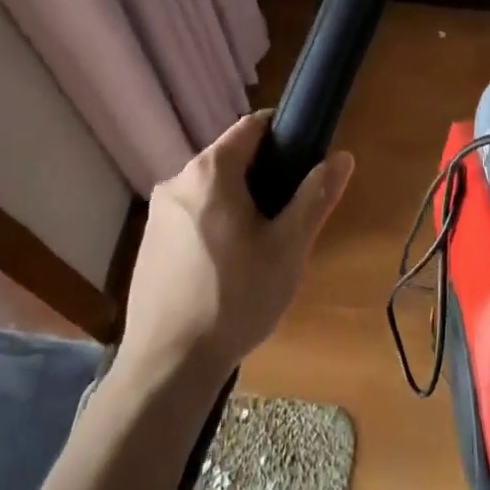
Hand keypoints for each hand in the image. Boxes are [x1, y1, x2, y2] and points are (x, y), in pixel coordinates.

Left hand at [118, 112, 353, 384]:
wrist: (169, 364)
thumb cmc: (236, 298)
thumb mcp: (288, 248)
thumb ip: (315, 196)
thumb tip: (342, 156)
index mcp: (210, 171)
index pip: (252, 126)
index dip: (284, 134)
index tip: (306, 160)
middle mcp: (177, 180)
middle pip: (231, 159)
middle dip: (264, 178)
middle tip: (289, 219)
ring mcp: (157, 213)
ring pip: (211, 191)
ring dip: (240, 205)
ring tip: (262, 249)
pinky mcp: (148, 242)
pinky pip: (192, 216)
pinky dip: (215, 226)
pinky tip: (228, 268)